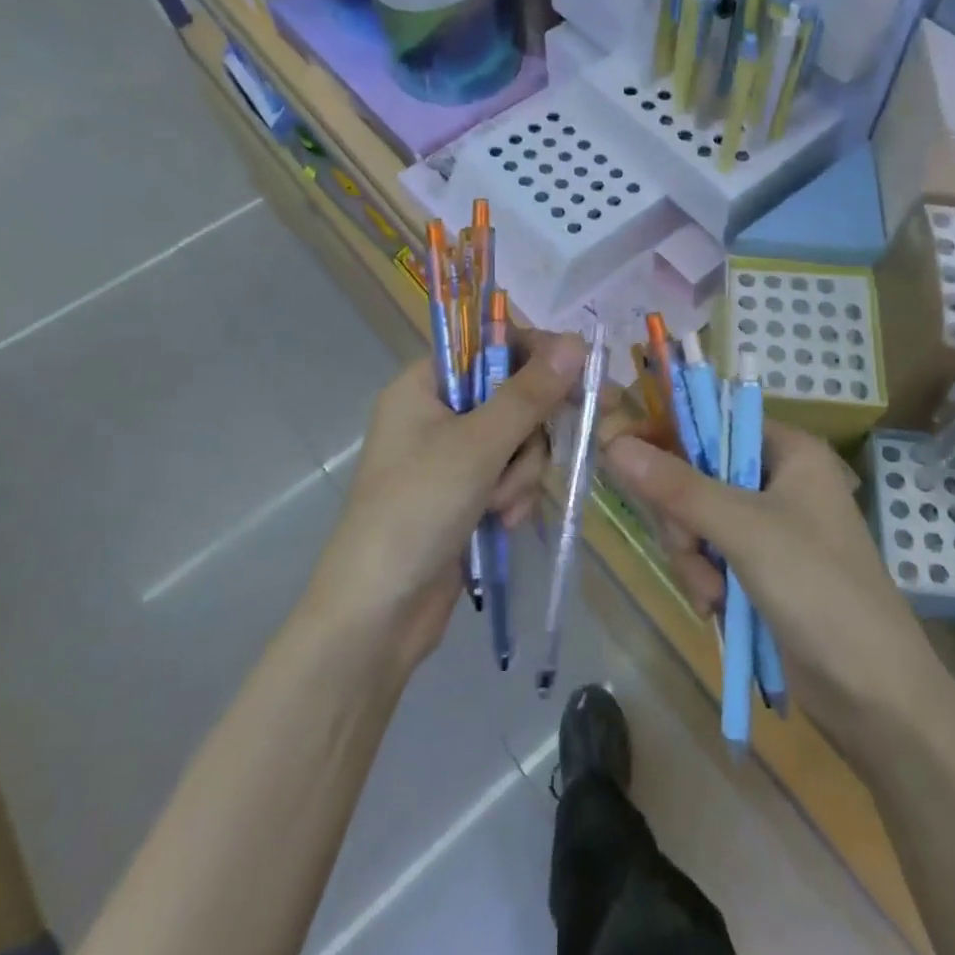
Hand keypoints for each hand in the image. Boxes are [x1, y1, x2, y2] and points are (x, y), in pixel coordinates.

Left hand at [305, 330, 587, 674]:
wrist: (377, 614)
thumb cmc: (418, 509)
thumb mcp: (478, 445)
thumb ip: (529, 393)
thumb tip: (577, 341)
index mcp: (424, 385)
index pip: (489, 345)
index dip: (535, 354)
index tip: (577, 372)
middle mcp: (436, 413)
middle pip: (512, 395)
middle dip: (527, 433)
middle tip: (549, 445)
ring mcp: (450, 457)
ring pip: (518, 440)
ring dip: (520, 473)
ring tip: (501, 505)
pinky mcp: (464, 495)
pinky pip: (509, 476)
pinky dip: (512, 496)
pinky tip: (501, 523)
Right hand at [602, 422, 942, 763]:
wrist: (875, 694)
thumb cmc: (819, 589)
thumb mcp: (744, 530)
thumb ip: (677, 487)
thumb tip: (614, 444)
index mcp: (789, 452)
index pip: (715, 420)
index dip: (670, 434)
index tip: (625, 454)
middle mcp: (778, 481)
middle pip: (698, 474)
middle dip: (684, 518)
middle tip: (689, 546)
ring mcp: (769, 528)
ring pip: (696, 519)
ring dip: (691, 556)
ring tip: (712, 593)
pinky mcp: (760, 569)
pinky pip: (709, 554)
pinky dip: (704, 578)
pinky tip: (715, 606)